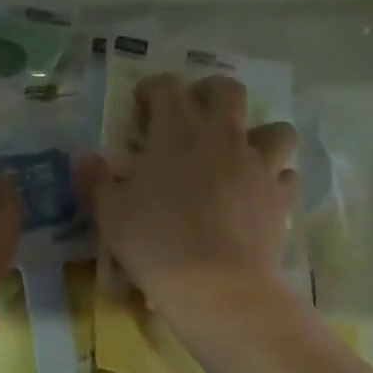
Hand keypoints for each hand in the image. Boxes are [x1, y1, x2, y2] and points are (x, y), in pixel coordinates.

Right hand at [84, 73, 300, 317]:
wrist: (215, 285)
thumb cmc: (156, 243)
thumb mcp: (111, 213)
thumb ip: (98, 180)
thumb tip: (86, 158)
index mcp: (177, 131)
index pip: (166, 87)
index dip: (152, 89)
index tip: (141, 105)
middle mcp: (223, 136)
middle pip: (227, 91)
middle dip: (209, 93)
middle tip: (193, 115)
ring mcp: (259, 165)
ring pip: (275, 129)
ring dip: (258, 134)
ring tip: (240, 154)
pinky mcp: (281, 197)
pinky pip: (286, 176)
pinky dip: (274, 180)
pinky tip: (260, 194)